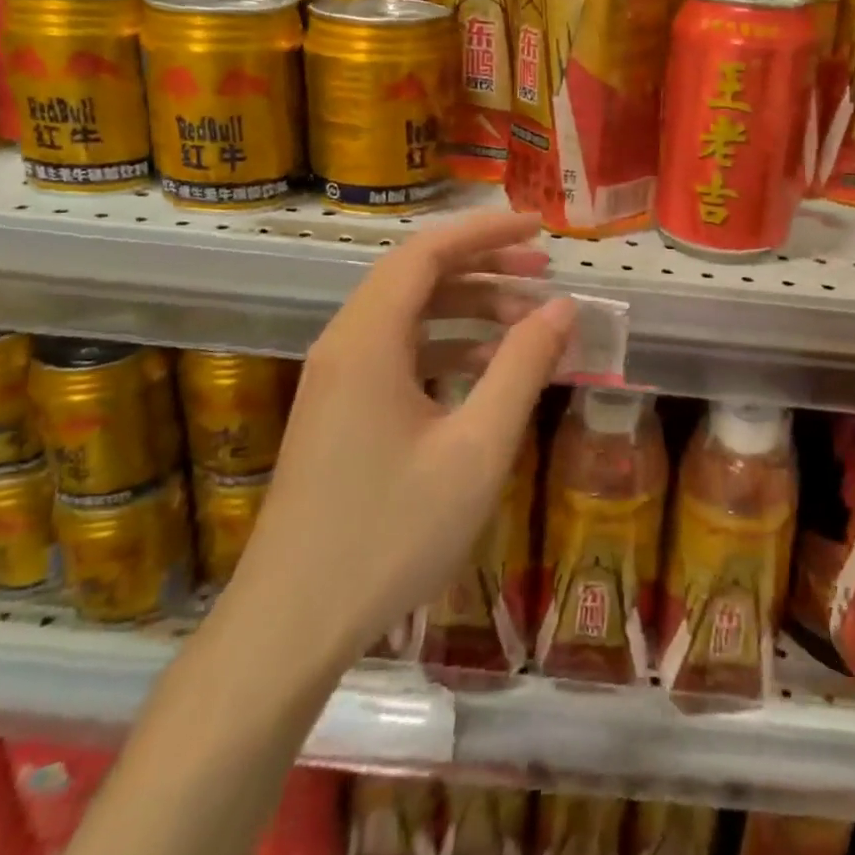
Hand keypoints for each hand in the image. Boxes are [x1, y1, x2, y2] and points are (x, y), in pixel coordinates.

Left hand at [225, 210, 574, 671]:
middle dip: (485, 266)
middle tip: (545, 275)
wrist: (292, 625)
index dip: (485, 231)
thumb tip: (562, 306)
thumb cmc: (391, 533)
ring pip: (410, 315)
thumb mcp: (477, 448)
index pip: (427, 252)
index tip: (539, 229)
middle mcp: (345, 345)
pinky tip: (489, 370)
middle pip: (417, 276)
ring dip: (470, 308)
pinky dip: (449, 346)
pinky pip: (400, 353)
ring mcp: (337, 380)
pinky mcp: (340, 412)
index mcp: (369, 340)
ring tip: (529, 321)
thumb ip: (523, 367)